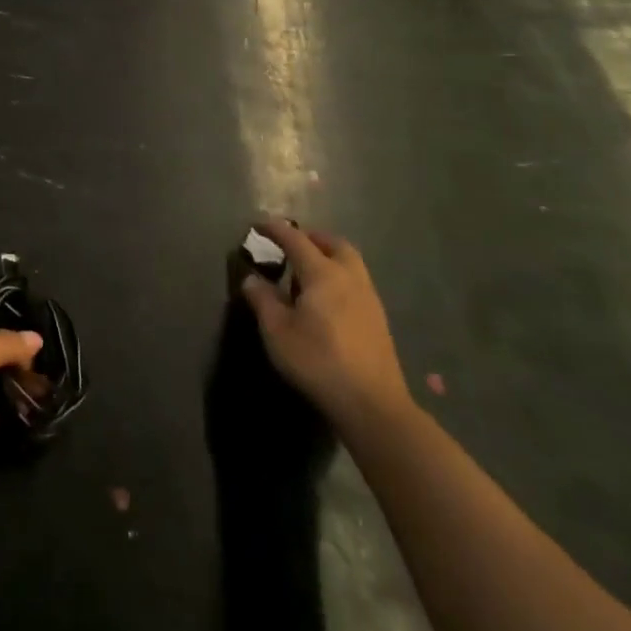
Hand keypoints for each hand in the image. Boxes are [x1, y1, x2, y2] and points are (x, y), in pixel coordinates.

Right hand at [241, 218, 410, 434]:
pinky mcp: (378, 320)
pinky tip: (325, 300)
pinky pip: (356, 282)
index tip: (258, 225)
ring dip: (328, 257)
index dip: (275, 229)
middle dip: (311, 238)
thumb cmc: (318, 361)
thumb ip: (262, 299)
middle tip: (291, 245)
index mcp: (323, 274)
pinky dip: (339, 277)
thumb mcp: (277, 331)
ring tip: (305, 273)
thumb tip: (252, 278)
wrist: (373, 405)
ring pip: (350, 263)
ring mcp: (369, 299)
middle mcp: (350, 278)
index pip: (296, 239)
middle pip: (333, 243)